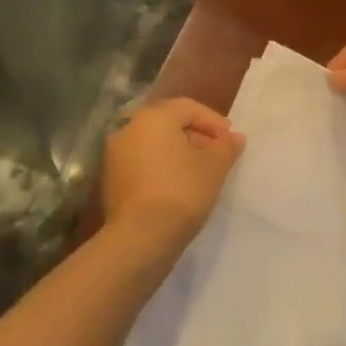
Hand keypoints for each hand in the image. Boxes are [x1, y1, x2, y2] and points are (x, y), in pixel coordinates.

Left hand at [100, 98, 245, 253]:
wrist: (140, 238)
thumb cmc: (181, 191)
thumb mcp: (214, 167)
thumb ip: (226, 147)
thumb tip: (234, 137)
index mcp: (152, 117)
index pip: (188, 107)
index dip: (213, 121)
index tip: (231, 140)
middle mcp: (128, 128)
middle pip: (168, 124)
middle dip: (196, 136)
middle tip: (217, 156)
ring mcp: (115, 155)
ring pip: (154, 145)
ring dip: (178, 153)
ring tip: (200, 174)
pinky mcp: (111, 180)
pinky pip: (142, 164)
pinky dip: (161, 169)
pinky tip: (178, 188)